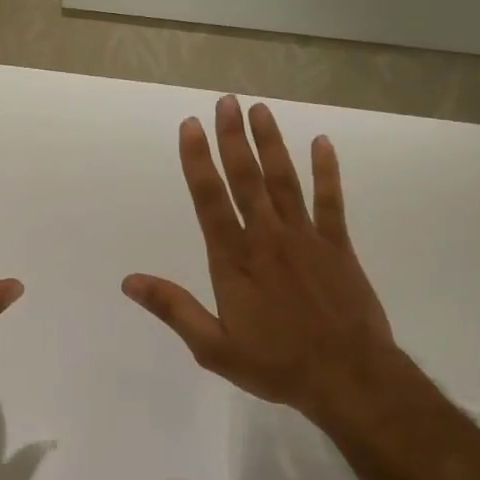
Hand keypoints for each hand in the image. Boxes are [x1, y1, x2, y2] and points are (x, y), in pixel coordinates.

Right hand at [123, 95, 398, 429]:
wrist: (350, 378)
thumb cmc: (277, 365)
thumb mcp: (214, 347)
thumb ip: (174, 309)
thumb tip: (129, 281)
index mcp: (234, 261)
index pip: (209, 200)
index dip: (197, 160)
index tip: (190, 126)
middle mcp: (267, 238)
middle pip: (246, 178)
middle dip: (233, 138)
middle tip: (226, 101)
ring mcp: (306, 238)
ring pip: (284, 180)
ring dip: (271, 143)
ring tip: (260, 109)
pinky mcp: (338, 246)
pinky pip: (331, 200)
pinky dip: (327, 171)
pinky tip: (322, 143)